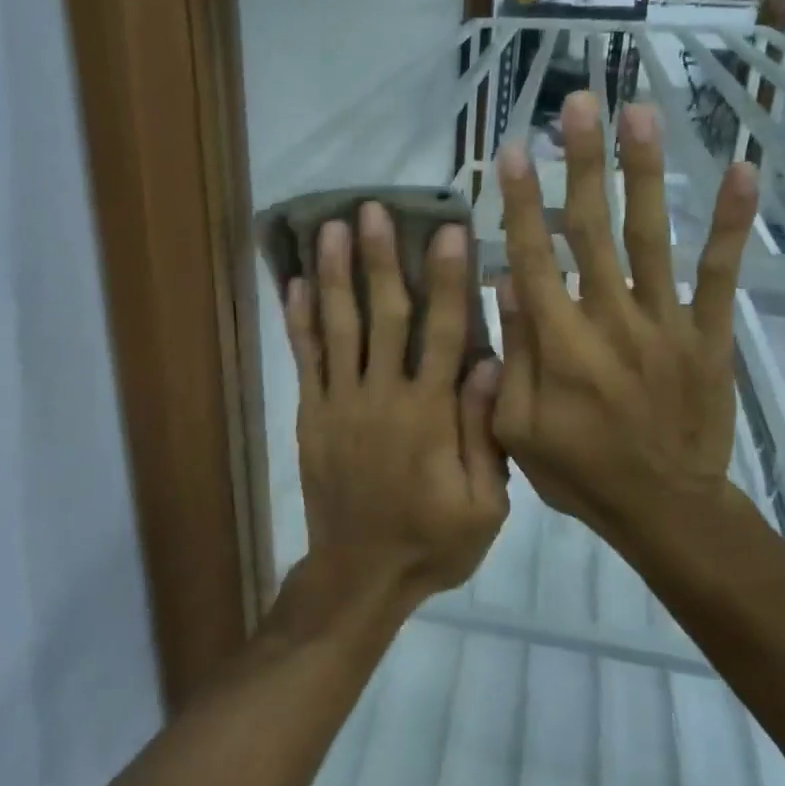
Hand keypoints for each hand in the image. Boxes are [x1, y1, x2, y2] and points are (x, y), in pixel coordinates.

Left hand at [283, 204, 508, 605]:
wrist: (360, 576)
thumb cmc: (432, 541)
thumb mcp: (484, 504)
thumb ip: (484, 432)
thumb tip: (488, 362)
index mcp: (430, 414)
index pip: (443, 333)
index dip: (448, 281)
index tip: (449, 232)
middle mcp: (382, 396)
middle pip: (383, 317)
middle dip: (380, 260)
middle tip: (373, 210)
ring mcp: (340, 403)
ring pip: (338, 328)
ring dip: (335, 275)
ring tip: (330, 228)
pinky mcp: (312, 415)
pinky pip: (305, 360)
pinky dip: (300, 321)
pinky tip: (296, 283)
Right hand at [492, 92, 760, 547]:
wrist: (666, 509)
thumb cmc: (580, 471)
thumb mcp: (517, 428)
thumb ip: (512, 353)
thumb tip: (505, 280)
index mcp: (560, 342)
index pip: (534, 256)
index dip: (523, 200)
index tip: (516, 148)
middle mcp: (611, 318)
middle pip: (592, 228)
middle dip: (583, 162)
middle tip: (579, 102)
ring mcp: (666, 321)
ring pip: (651, 235)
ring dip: (645, 172)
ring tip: (641, 113)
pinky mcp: (709, 333)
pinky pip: (721, 273)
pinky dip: (731, 223)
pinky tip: (743, 171)